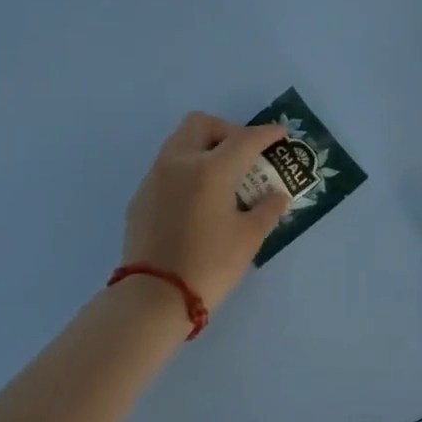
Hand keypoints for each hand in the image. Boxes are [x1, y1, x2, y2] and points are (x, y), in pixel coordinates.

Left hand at [122, 112, 291, 315]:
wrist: (153, 297)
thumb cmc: (209, 264)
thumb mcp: (249, 238)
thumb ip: (267, 209)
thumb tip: (277, 195)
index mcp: (210, 169)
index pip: (244, 139)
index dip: (266, 134)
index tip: (281, 134)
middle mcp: (179, 163)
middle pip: (201, 124)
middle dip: (227, 130)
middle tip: (244, 154)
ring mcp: (154, 178)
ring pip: (179, 142)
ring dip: (203, 147)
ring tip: (222, 175)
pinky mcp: (140, 197)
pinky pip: (166, 168)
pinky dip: (186, 169)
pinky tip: (197, 199)